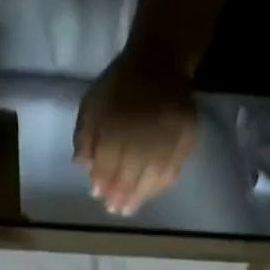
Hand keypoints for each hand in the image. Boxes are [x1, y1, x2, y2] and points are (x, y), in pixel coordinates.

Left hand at [73, 46, 197, 215]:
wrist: (160, 60)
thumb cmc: (120, 86)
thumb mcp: (92, 104)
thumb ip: (84, 136)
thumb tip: (82, 167)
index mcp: (117, 118)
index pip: (107, 160)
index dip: (101, 180)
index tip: (97, 195)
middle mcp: (144, 127)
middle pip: (131, 171)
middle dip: (120, 194)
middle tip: (115, 210)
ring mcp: (169, 132)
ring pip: (153, 174)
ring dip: (140, 195)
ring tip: (130, 209)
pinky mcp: (187, 135)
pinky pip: (174, 167)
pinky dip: (160, 185)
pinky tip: (150, 193)